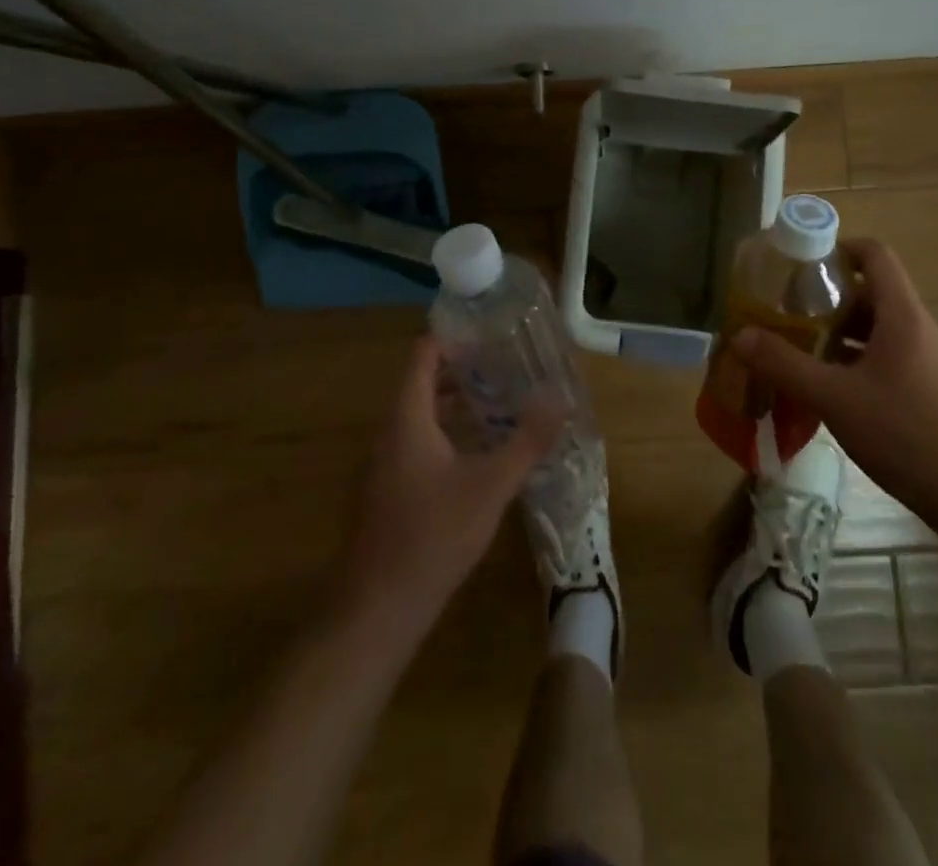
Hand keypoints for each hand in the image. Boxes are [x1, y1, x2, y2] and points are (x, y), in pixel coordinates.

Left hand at [336, 337, 563, 636]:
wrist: (378, 609)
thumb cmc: (433, 535)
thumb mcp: (491, 485)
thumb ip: (527, 439)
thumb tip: (559, 397)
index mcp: (407, 418)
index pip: (423, 355)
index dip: (452, 336)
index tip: (488, 328)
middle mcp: (390, 432)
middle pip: (423, 383)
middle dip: (463, 369)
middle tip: (505, 361)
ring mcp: (385, 463)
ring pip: (421, 416)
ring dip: (456, 402)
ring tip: (500, 398)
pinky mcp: (388, 490)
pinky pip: (417, 442)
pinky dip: (446, 431)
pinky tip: (478, 450)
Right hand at [728, 239, 937, 518]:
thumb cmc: (905, 433)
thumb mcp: (834, 398)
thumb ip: (784, 365)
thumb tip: (739, 336)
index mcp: (902, 315)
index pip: (875, 255)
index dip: (839, 249)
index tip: (801, 265)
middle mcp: (920, 329)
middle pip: (873, 292)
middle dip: (828, 298)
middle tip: (789, 312)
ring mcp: (930, 361)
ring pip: (879, 328)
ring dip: (841, 332)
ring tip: (802, 349)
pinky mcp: (932, 390)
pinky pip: (889, 357)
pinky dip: (857, 360)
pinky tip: (833, 389)